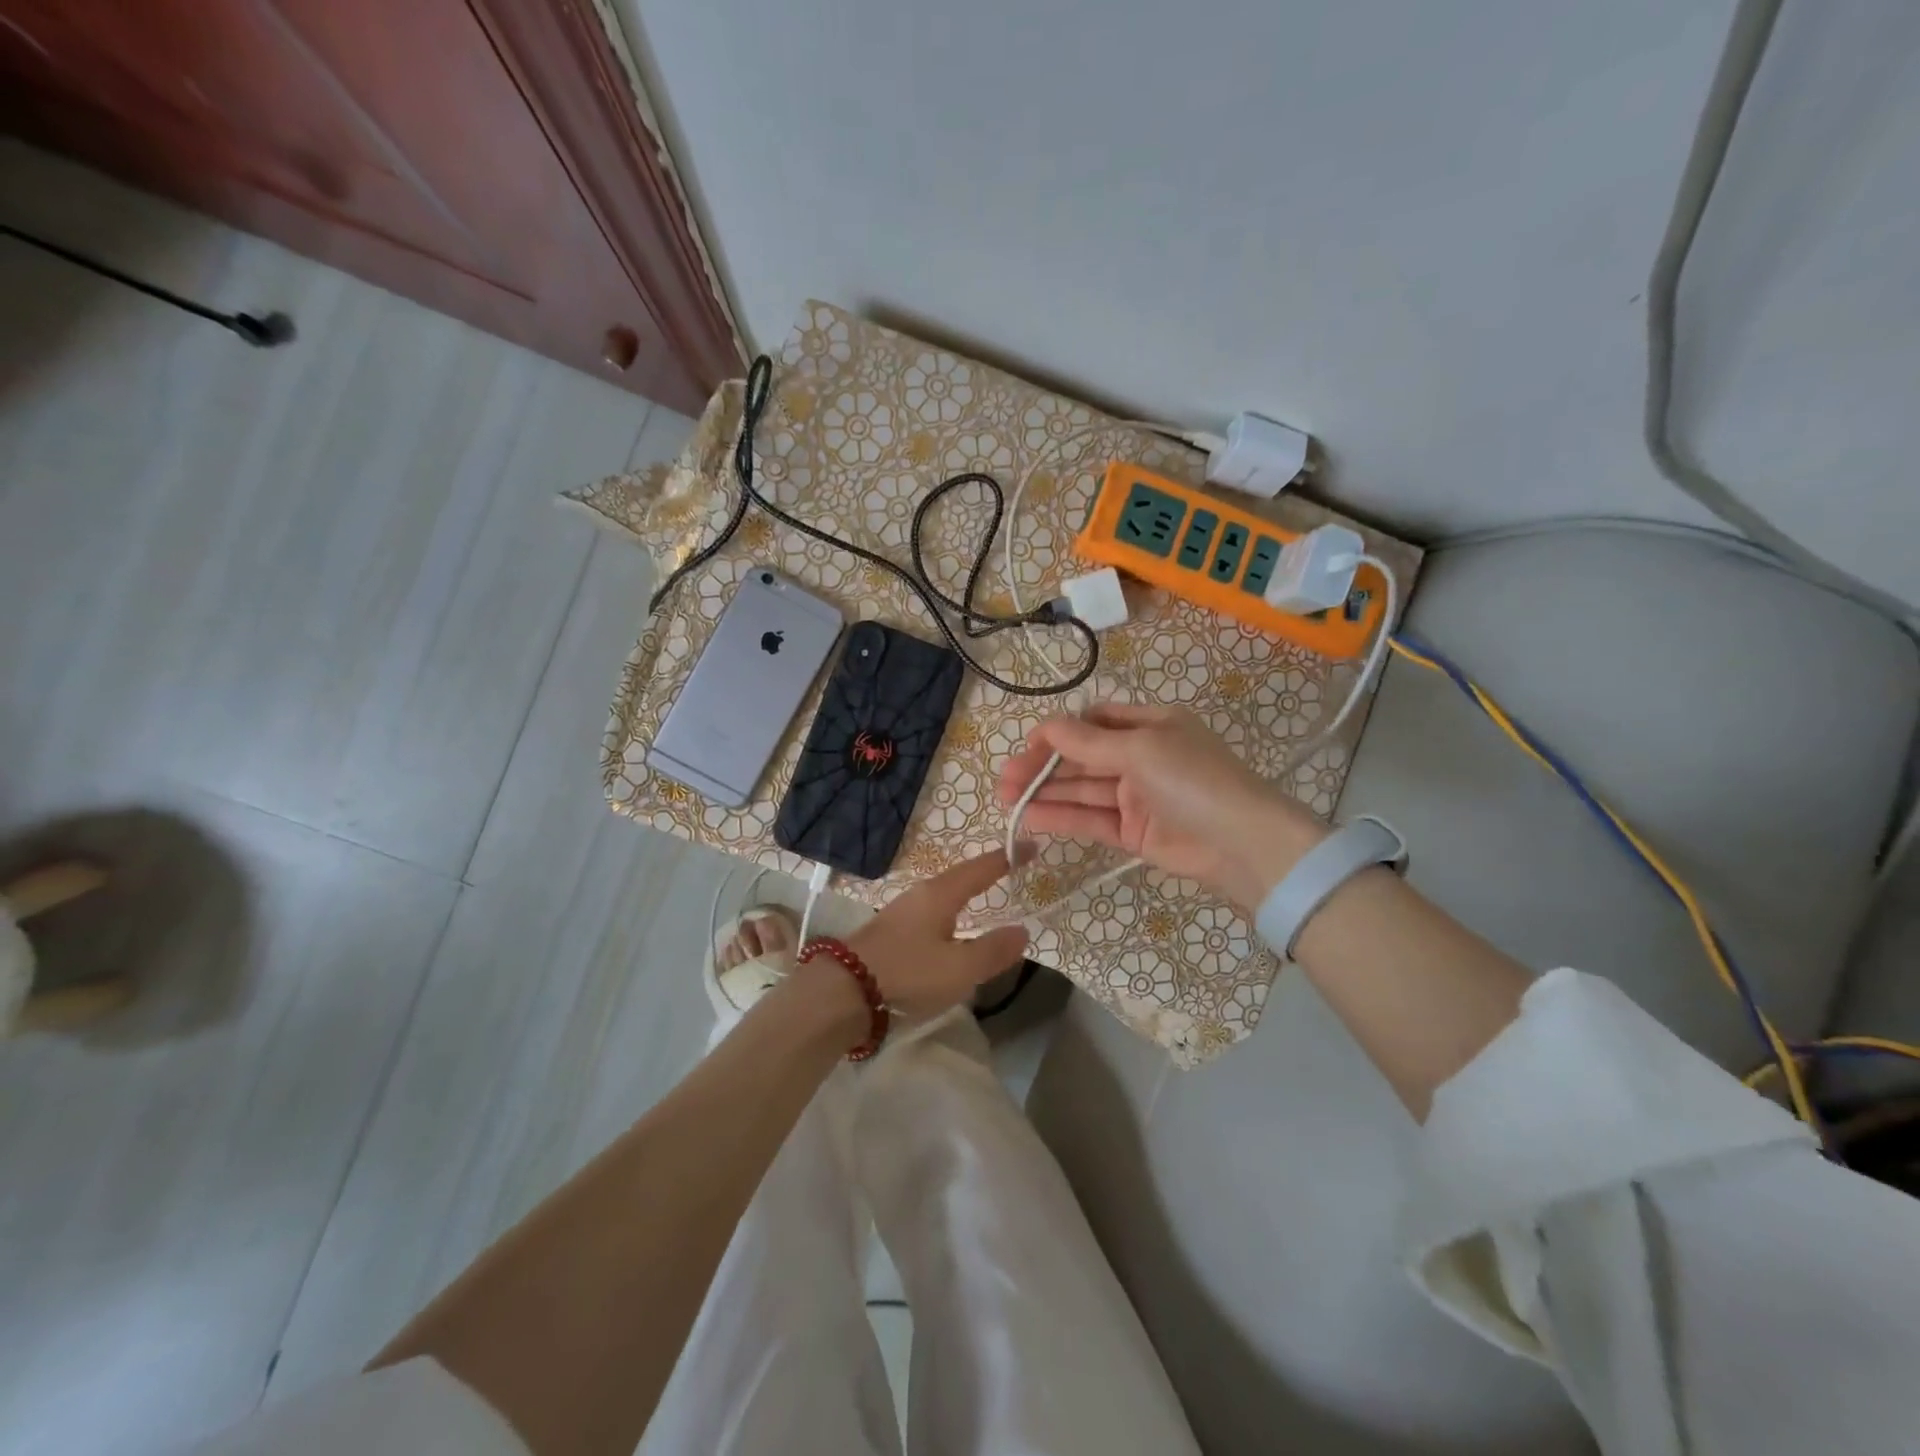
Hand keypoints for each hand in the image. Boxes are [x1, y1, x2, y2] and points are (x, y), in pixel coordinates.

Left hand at [837, 849, 1030, 1021]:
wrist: (843, 990)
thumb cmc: (908, 973)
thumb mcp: (960, 968)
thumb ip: (993, 950)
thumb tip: (1022, 930)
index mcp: (941, 894)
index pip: (982, 868)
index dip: (1008, 858)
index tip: (1031, 847)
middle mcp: (921, 894)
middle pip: (961, 876)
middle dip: (986, 872)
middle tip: (1011, 870)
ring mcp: (902, 910)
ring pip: (944, 894)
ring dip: (967, 891)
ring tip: (985, 896)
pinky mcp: (891, 930)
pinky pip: (932, 911)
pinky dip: (951, 911)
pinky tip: (951, 927)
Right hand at [996, 703, 1327, 908]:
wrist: (1244, 844)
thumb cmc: (1194, 780)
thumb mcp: (1140, 750)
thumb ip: (1087, 742)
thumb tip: (1044, 727)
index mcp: (1149, 725)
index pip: (1092, 723)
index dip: (1057, 734)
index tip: (1025, 748)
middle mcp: (1141, 757)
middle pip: (1081, 758)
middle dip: (1043, 767)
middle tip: (1004, 782)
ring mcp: (1137, 796)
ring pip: (1082, 790)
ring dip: (1046, 793)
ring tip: (1007, 800)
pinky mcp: (1134, 832)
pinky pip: (1091, 819)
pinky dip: (1062, 818)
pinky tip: (1031, 818)